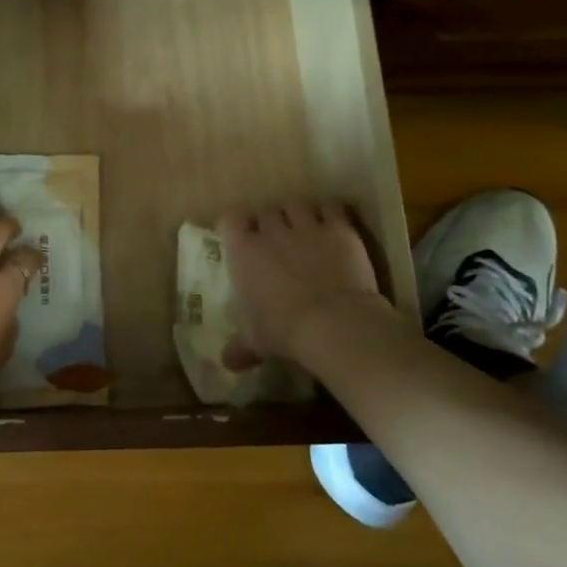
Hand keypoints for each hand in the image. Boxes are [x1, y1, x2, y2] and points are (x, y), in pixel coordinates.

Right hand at [218, 201, 396, 370]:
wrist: (334, 324)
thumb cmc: (283, 330)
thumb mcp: (256, 341)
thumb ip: (240, 346)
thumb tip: (226, 362)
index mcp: (244, 252)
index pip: (231, 219)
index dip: (237, 225)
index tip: (243, 237)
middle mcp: (272, 231)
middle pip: (266, 211)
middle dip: (271, 223)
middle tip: (278, 241)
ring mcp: (307, 227)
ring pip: (297, 204)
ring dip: (299, 214)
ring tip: (306, 229)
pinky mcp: (339, 229)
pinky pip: (333, 207)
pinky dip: (332, 213)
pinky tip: (334, 225)